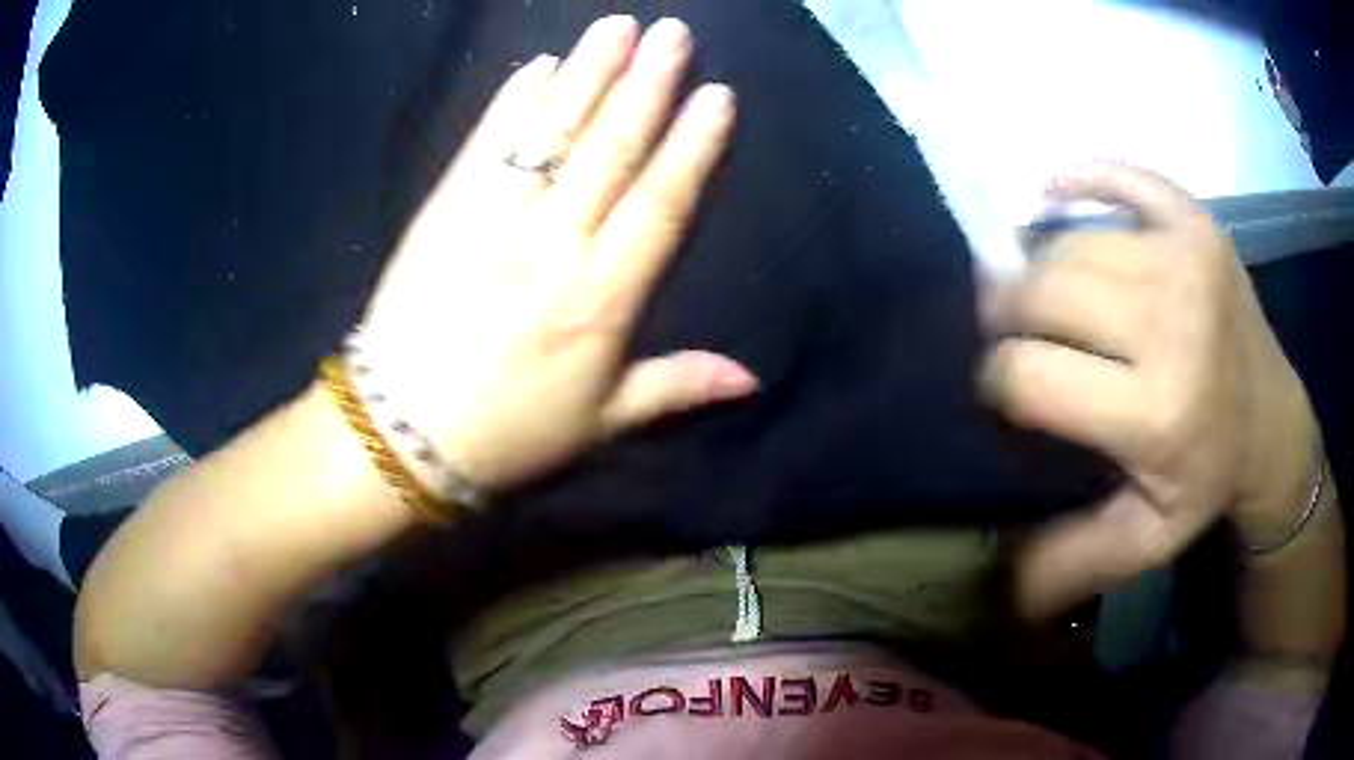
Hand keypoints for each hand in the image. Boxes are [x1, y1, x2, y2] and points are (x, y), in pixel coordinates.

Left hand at [358, 17, 757, 492]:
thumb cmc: (509, 432)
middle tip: (674, 32)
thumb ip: (678, 386)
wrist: (404, 433)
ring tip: (617, 26)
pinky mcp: (445, 209)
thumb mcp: (602, 423)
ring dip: (588, 73)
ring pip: (552, 132)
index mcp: (604, 298)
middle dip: (647, 83)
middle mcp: (556, 244)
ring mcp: (494, 218)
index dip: (693, 145)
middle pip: (611, 148)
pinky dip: (512, 103)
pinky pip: (485, 145)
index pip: (661, 202)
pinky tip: (537, 67)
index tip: (717, 94)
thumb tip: (753, 378)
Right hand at [981, 162, 1319, 617]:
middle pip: (1041, 290)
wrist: (1272, 421)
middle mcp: (1172, 321)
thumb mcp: (1144, 542)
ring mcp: (1187, 255)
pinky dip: (1077, 178)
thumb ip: (1071, 562)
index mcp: (1157, 413)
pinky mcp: (1195, 218)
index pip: (1029, 375)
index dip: (997, 381)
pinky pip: (1119, 174)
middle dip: (1004, 313)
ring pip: (1068, 239)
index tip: (1004, 392)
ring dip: (1036, 264)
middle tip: (1008, 334)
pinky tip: (1050, 195)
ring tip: (1037, 292)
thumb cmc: (1206, 480)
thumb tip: (997, 589)